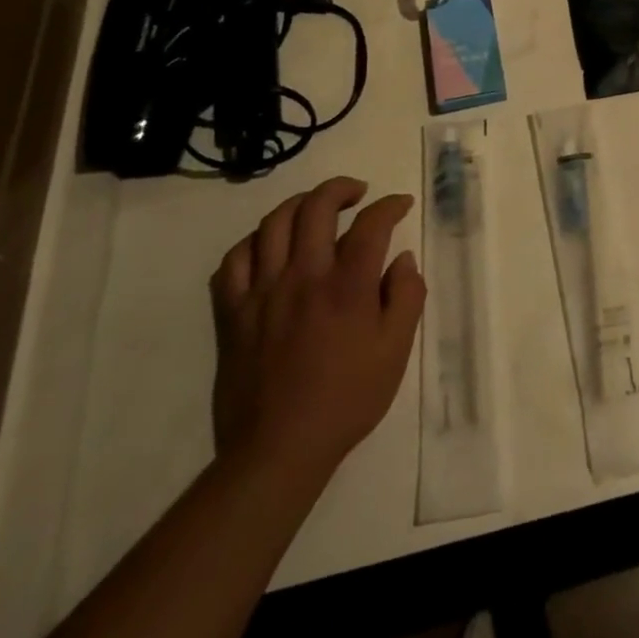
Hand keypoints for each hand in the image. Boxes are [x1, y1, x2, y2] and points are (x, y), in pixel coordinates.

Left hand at [210, 177, 425, 483]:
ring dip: (299, 205)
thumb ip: (406, 296)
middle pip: (316, 207)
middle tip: (358, 194)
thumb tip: (402, 259)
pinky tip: (269, 247)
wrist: (278, 449)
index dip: (390, 206)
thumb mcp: (396, 350)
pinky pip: (233, 261)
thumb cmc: (347, 399)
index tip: (400, 205)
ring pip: (272, 224)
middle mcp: (303, 277)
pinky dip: (253, 242)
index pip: (371, 224)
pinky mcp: (232, 313)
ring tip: (315, 209)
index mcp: (347, 287)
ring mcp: (262, 293)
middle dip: (341, 189)